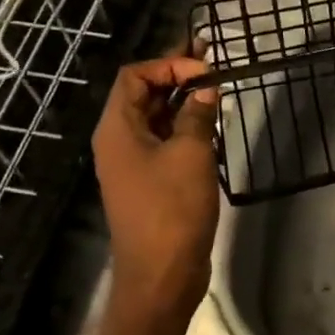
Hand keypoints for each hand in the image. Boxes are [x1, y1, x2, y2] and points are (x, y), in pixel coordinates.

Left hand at [91, 55, 220, 328]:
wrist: (162, 274)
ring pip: (155, 119)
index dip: (168, 64)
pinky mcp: (149, 182)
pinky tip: (211, 125)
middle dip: (176, 76)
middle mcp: (118, 141)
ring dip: (183, 102)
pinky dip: (185, 128)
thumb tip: (206, 89)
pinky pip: (163, 142)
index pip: (134, 77)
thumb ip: (197, 115)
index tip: (205, 68)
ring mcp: (133, 164)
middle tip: (212, 60)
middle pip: (142, 95)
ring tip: (216, 88)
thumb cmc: (172, 209)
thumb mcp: (191, 153)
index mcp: (117, 128)